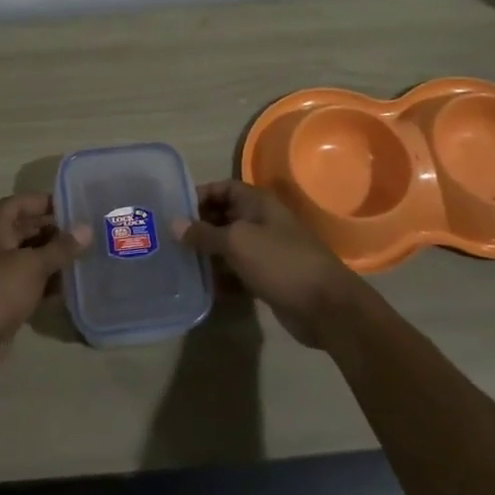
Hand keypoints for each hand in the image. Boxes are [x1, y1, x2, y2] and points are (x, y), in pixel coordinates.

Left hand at [0, 195, 87, 385]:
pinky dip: (48, 283)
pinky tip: (72, 286)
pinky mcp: (3, 301)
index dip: (44, 201)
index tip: (75, 205)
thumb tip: (87, 228)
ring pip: (29, 259)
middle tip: (87, 232)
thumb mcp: (32, 265)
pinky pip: (29, 284)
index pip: (19, 203)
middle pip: (25, 230)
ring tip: (86, 256)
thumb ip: (61, 247)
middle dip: (54, 230)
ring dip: (53, 258)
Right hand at [174, 180, 363, 346]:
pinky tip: (201, 285)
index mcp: (258, 203)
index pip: (223, 188)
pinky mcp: (268, 276)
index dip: (200, 195)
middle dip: (199, 226)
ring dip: (208, 252)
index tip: (174, 210)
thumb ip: (204, 233)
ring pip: (230, 245)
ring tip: (178, 262)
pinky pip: (238, 269)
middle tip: (169, 239)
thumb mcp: (237, 242)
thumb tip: (173, 223)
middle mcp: (262, 221)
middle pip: (225, 216)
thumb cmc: (280, 262)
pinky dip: (222, 275)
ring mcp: (266, 250)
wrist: (325, 306)